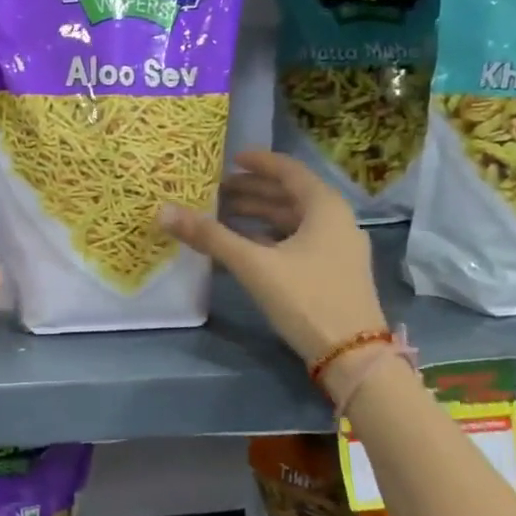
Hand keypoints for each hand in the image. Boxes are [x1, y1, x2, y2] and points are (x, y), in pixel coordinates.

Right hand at [160, 150, 385, 362]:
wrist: (352, 355)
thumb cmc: (306, 298)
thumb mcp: (254, 265)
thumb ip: (210, 236)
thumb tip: (164, 211)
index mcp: (325, 207)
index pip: (289, 171)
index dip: (259, 162)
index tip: (231, 159)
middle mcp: (336, 221)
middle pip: (290, 195)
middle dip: (253, 191)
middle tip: (216, 190)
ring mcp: (337, 249)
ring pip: (293, 220)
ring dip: (259, 215)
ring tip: (223, 215)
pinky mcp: (332, 272)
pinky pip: (296, 241)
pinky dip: (269, 236)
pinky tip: (244, 245)